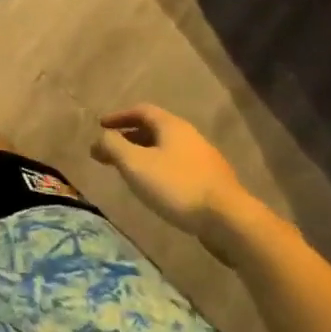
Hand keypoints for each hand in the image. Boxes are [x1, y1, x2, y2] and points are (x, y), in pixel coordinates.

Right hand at [92, 105, 253, 239]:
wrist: (229, 220)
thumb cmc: (177, 185)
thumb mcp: (135, 164)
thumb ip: (113, 146)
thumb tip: (101, 137)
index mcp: (171, 125)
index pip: (141, 110)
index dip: (119, 116)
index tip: (101, 126)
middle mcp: (189, 136)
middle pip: (154, 130)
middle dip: (128, 138)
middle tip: (109, 151)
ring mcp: (203, 159)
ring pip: (166, 149)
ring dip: (144, 155)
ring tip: (129, 171)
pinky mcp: (211, 182)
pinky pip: (177, 167)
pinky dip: (159, 169)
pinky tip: (155, 188)